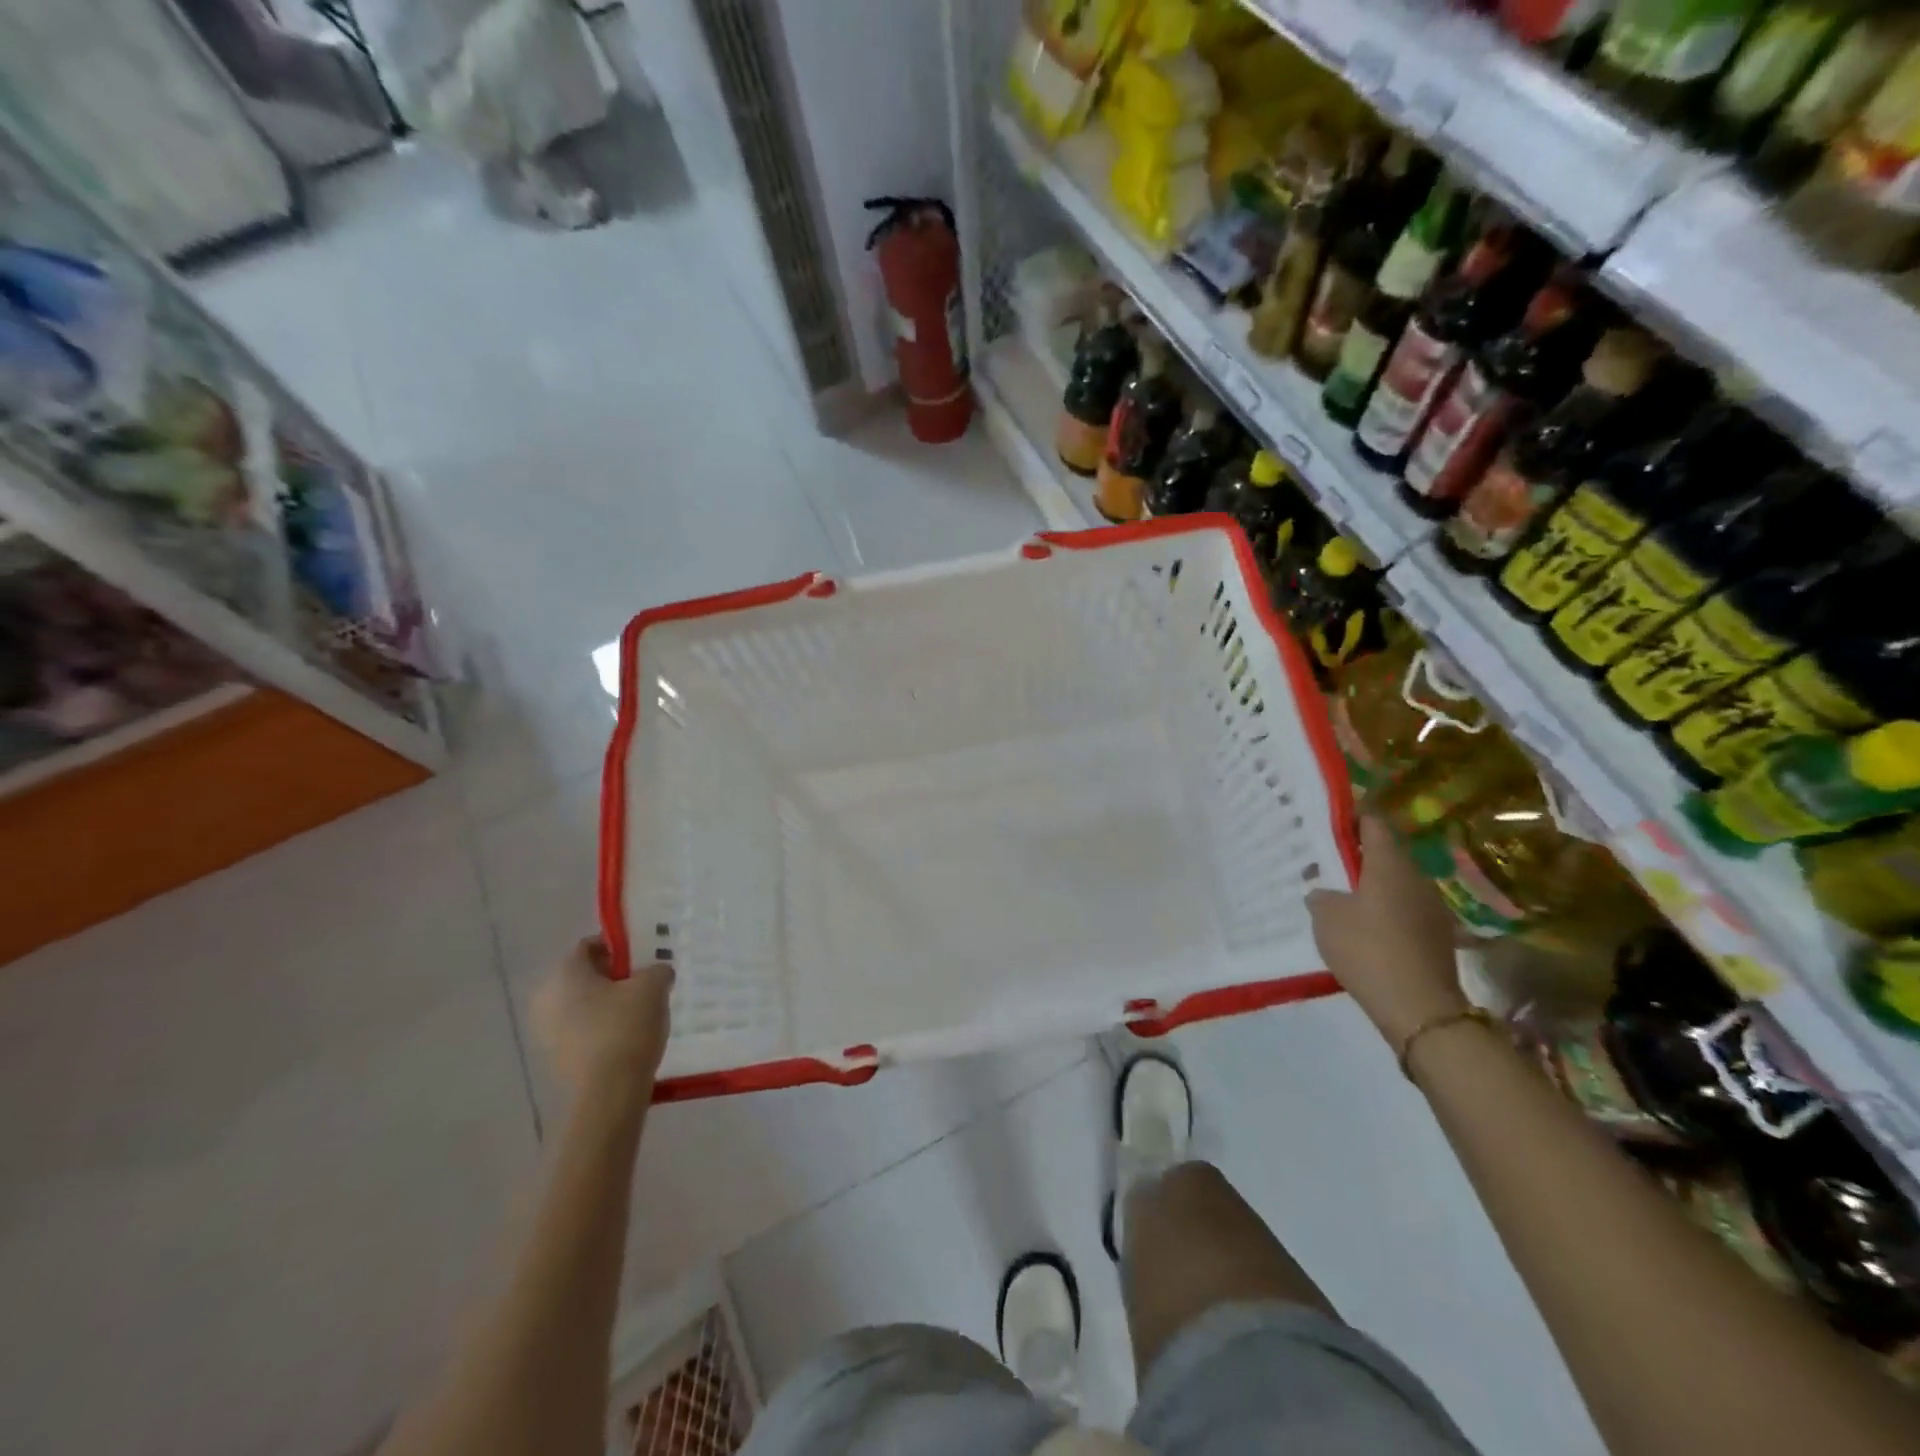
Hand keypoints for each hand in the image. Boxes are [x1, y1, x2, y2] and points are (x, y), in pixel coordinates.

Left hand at [531, 937, 673, 1104]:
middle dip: (613, 977)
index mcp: (565, 973)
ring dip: (607, 1004)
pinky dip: (601, 1029)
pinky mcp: (554, 1058)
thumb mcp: (653, 987)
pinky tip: (628, 1038)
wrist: (607, 1095)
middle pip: (584, 976)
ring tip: (641, 1012)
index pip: (589, 945)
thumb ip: (657, 970)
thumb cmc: (626, 1028)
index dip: (618, 946)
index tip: (642, 957)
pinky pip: (581, 1031)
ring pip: (582, 1005)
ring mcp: (546, 1031)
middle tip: (644, 983)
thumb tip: (657, 973)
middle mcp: (547, 997)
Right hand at [1307, 816, 1466, 1048]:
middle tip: (1327, 861)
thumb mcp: (1326, 918)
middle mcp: (1416, 878)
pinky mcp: (1436, 936)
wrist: (1419, 1008)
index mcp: (1389, 864)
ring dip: (1372, 886)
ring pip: (1396, 884)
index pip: (1374, 824)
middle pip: (1386, 854)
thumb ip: (1320, 896)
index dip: (1351, 818)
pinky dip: (1385, 912)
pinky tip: (1364, 928)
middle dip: (1358, 855)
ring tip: (1342, 896)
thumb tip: (1323, 891)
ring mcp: (1431, 908)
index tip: (1327, 822)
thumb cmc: (1367, 949)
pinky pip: (1404, 911)